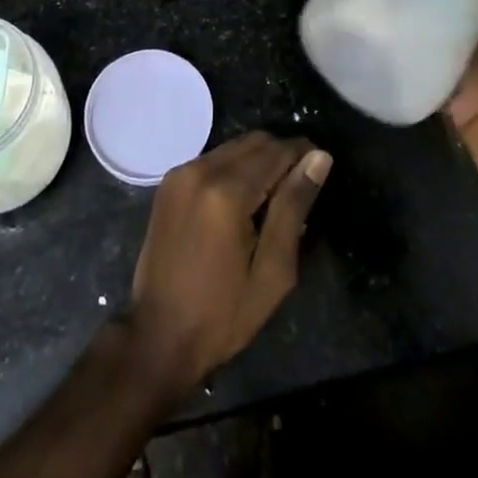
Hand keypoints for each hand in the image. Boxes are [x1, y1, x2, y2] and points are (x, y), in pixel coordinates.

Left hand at [124, 132, 330, 392]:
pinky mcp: (169, 182)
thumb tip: (318, 158)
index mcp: (227, 191)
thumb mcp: (272, 271)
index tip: (320, 166)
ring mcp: (180, 173)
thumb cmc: (223, 315)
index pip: (275, 151)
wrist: (157, 335)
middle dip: (281, 155)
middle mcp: (200, 169)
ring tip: (274, 198)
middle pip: (253, 142)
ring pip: (232, 147)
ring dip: (257, 161)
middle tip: (300, 187)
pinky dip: (234, 169)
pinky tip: (242, 202)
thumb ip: (294, 207)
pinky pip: (212, 159)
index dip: (303, 153)